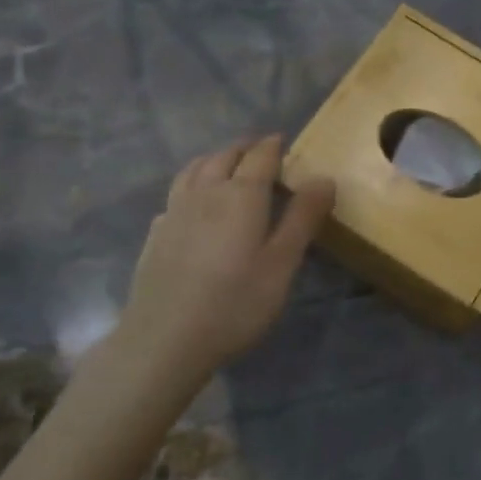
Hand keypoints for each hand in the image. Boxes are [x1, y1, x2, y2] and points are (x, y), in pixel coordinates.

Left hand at [113, 136, 334, 381]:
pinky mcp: (156, 234)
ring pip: (194, 170)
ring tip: (226, 165)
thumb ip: (303, 218)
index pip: (260, 156)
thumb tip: (324, 178)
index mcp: (241, 195)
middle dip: (244, 149)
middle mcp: (205, 192)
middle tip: (261, 152)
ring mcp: (175, 212)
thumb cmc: (235, 303)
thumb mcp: (282, 264)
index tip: (284, 141)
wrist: (165, 339)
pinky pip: (176, 195)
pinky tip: (194, 205)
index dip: (273, 146)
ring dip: (214, 160)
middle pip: (224, 157)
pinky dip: (191, 186)